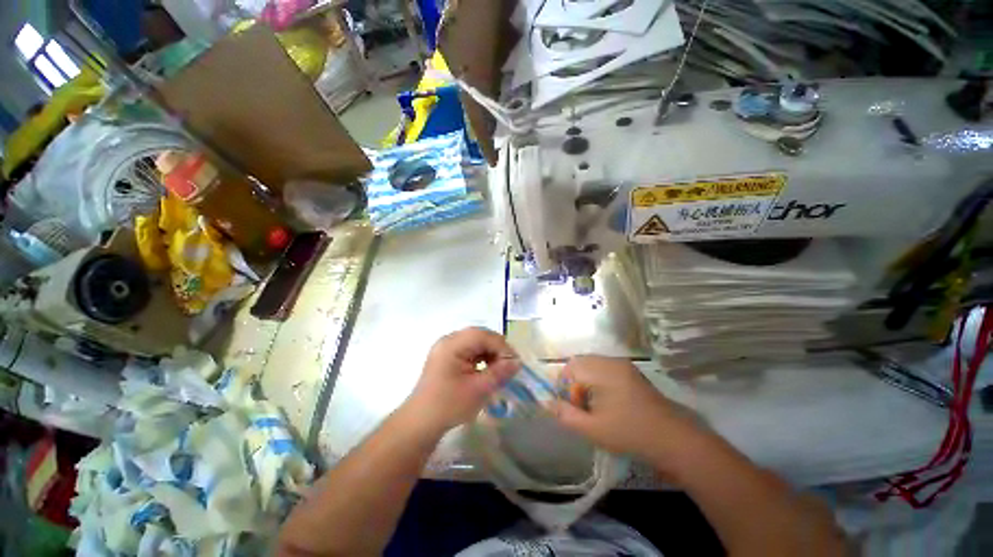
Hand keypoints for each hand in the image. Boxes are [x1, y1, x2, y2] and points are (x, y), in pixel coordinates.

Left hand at [403, 328, 519, 435]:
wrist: (420, 423)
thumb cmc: (448, 406)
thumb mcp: (478, 390)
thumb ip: (499, 373)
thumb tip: (517, 362)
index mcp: (453, 344)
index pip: (483, 335)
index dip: (502, 347)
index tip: (515, 363)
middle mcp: (449, 340)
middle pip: (480, 336)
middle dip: (497, 349)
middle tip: (509, 365)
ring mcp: (447, 347)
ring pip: (476, 342)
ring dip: (490, 353)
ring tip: (500, 369)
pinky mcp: (447, 356)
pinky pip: (469, 350)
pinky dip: (481, 357)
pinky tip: (488, 370)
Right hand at [548, 356, 712, 471]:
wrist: (675, 440)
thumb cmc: (630, 434)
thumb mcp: (593, 429)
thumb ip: (566, 415)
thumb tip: (547, 403)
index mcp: (602, 370)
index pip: (570, 367)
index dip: (564, 386)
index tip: (572, 407)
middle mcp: (612, 361)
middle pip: (581, 364)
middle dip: (575, 384)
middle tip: (582, 408)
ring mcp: (623, 365)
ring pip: (592, 366)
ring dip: (586, 383)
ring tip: (594, 407)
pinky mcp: (632, 373)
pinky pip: (605, 370)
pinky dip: (598, 382)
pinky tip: (608, 403)